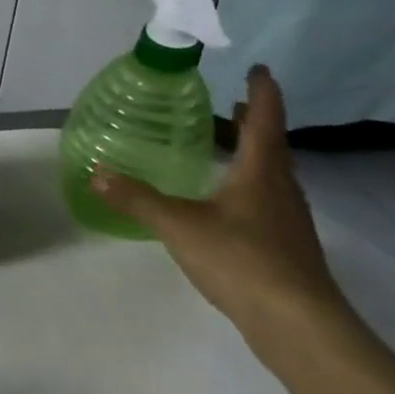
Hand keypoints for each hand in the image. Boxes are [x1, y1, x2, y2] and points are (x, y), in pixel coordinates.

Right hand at [91, 66, 350, 354]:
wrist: (298, 324)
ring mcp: (288, 220)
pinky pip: (268, 200)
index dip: (262, 93)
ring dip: (253, 153)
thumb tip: (96, 173)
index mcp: (260, 172)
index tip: (259, 69)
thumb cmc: (241, 260)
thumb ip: (137, 198)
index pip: (263, 121)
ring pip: (272, 174)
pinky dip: (250, 185)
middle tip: (234, 103)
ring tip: (229, 145)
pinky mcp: (287, 247)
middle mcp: (280, 189)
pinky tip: (229, 202)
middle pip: (271, 146)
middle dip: (253, 122)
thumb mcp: (178, 225)